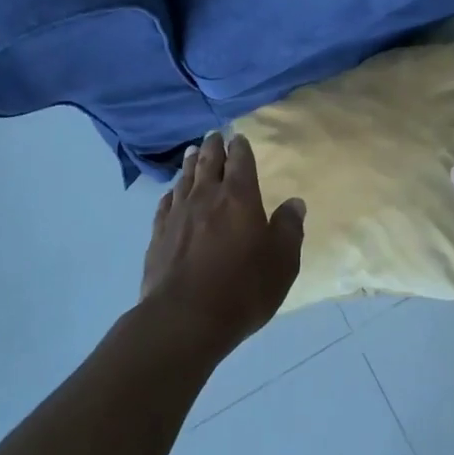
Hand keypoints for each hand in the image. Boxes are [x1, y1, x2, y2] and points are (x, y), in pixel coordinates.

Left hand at [141, 131, 305, 355]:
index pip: (240, 160)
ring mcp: (178, 214)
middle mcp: (206, 196)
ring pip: (185, 178)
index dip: (241, 147)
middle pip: (208, 162)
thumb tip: (295, 202)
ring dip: (191, 163)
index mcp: (239, 197)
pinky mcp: (158, 235)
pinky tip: (172, 193)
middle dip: (213, 146)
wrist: (184, 319)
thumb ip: (289, 228)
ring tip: (193, 152)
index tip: (239, 138)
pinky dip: (171, 192)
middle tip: (214, 136)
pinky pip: (166, 203)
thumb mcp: (282, 262)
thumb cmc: (242, 289)